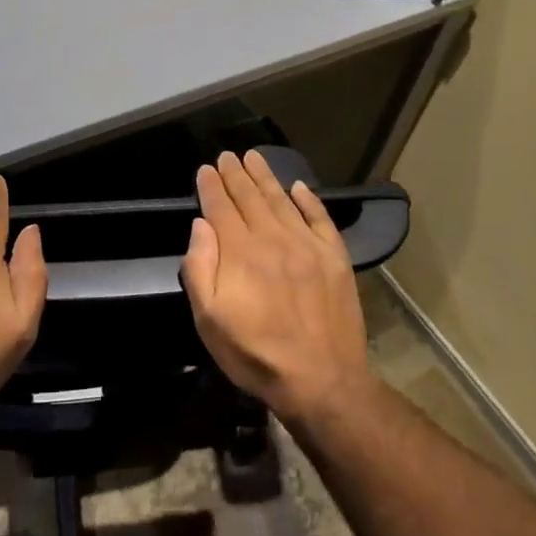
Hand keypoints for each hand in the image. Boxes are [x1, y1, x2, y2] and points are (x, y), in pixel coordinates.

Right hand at [181, 150, 370, 425]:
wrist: (322, 380)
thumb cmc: (256, 355)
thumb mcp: (209, 321)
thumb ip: (200, 268)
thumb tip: (201, 225)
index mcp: (240, 252)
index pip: (221, 208)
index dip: (212, 186)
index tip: (206, 168)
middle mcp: (273, 239)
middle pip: (251, 198)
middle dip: (236, 175)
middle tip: (227, 156)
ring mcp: (308, 246)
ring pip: (282, 201)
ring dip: (266, 177)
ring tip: (254, 158)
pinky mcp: (335, 257)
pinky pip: (320, 218)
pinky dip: (309, 200)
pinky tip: (299, 187)